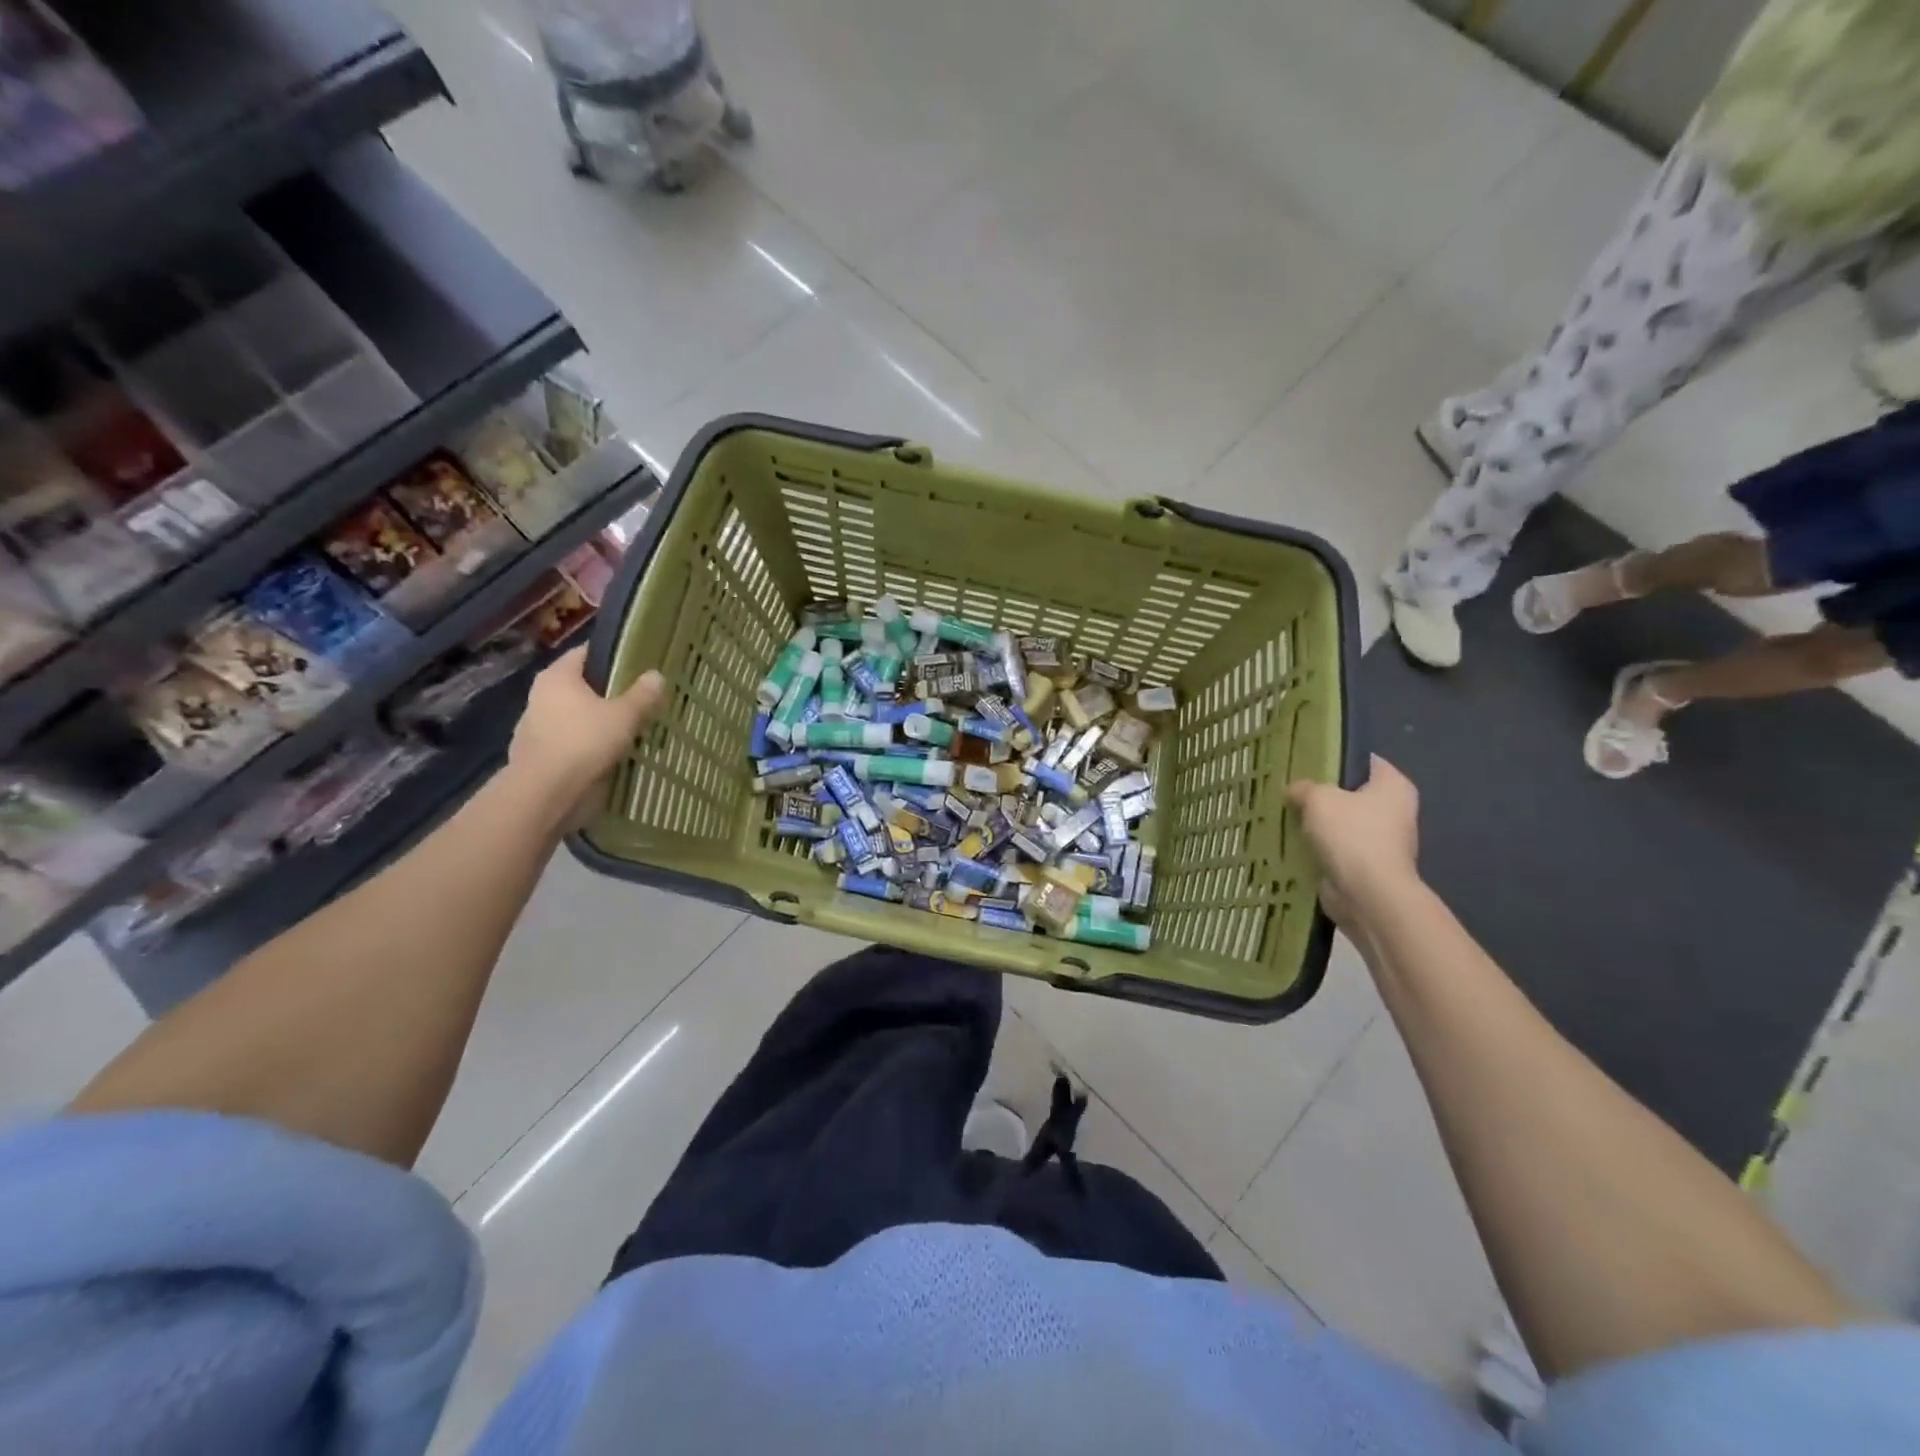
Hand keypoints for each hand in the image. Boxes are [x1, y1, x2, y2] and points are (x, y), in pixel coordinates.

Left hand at [508, 647, 666, 810]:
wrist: (545, 792)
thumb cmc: (584, 741)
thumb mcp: (624, 716)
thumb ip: (642, 695)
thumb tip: (656, 675)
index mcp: (558, 676)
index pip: (586, 653)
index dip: (612, 656)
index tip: (637, 664)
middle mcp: (541, 695)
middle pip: (581, 685)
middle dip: (608, 692)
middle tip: (639, 699)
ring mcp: (535, 725)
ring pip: (575, 715)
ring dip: (597, 721)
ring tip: (628, 729)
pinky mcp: (537, 753)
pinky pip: (570, 741)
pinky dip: (587, 744)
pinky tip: (608, 754)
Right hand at [1288, 755, 1420, 929]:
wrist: (1367, 894)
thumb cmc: (1351, 835)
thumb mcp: (1319, 798)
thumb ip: (1304, 788)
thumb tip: (1295, 790)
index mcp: (1394, 786)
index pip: (1366, 761)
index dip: (1337, 758)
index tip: (1308, 761)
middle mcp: (1395, 811)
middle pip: (1352, 793)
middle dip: (1323, 794)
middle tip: (1291, 789)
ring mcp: (1382, 841)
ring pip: (1342, 823)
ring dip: (1318, 823)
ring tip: (1286, 815)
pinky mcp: (1367, 866)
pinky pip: (1337, 849)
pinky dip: (1318, 848)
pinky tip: (1292, 843)